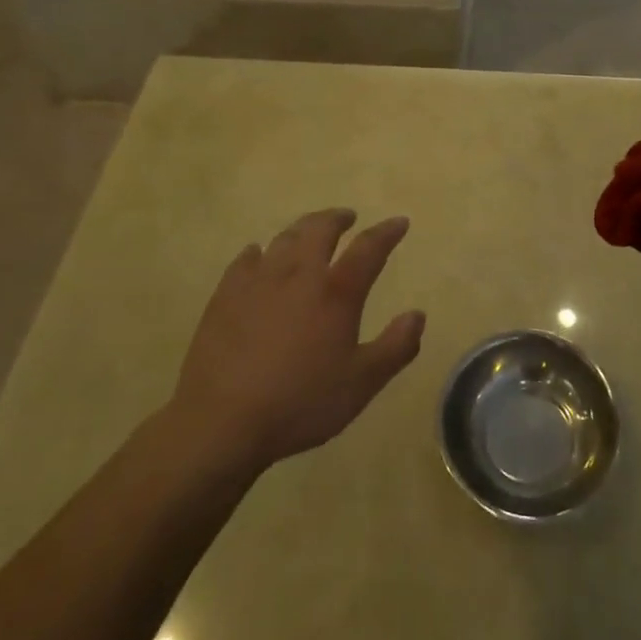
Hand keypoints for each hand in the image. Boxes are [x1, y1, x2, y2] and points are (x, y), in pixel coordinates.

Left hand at [169, 210, 424, 469]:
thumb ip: (396, 347)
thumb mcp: (362, 383)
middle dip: (337, 218)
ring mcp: (258, 280)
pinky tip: (259, 255)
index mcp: (336, 292)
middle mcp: (299, 274)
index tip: (399, 222)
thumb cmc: (300, 402)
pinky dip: (259, 251)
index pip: (369, 248)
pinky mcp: (226, 294)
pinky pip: (246, 259)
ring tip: (309, 232)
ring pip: (284, 238)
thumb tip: (417, 315)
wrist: (222, 421)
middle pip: (320, 229)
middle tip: (347, 218)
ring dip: (302, 229)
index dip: (387, 232)